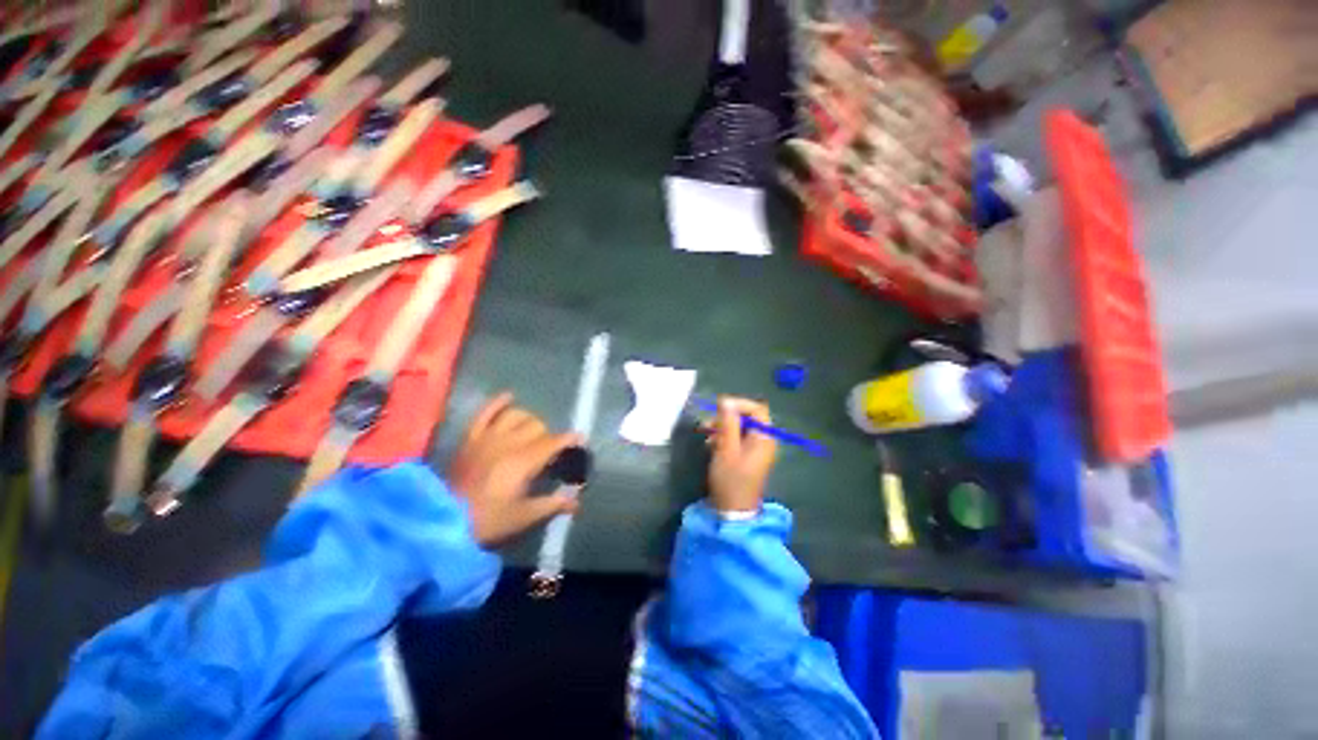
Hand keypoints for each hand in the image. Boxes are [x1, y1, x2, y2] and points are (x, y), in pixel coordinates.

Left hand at [448, 393, 581, 545]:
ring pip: (517, 415)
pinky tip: (509, 397)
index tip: (580, 441)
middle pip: (538, 426)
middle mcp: (509, 442)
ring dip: (529, 420)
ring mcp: (488, 437)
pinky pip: (485, 412)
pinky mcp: (471, 438)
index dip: (570, 439)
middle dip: (549, 436)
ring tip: (532, 431)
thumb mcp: (524, 516)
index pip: (554, 441)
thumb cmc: (487, 520)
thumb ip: (552, 504)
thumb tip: (576, 501)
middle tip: (550, 451)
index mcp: (524, 461)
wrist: (441, 521)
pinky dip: (498, 403)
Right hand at [707, 397, 777, 513]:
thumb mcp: (726, 449)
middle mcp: (763, 440)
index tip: (718, 407)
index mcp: (764, 437)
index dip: (738, 403)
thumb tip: (725, 400)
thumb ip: (727, 423)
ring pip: (739, 427)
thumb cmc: (731, 479)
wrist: (732, 512)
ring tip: (705, 435)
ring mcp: (755, 449)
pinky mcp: (747, 456)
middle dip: (726, 417)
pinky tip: (710, 444)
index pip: (756, 408)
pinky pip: (736, 438)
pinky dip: (723, 437)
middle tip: (707, 423)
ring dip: (722, 427)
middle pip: (747, 417)